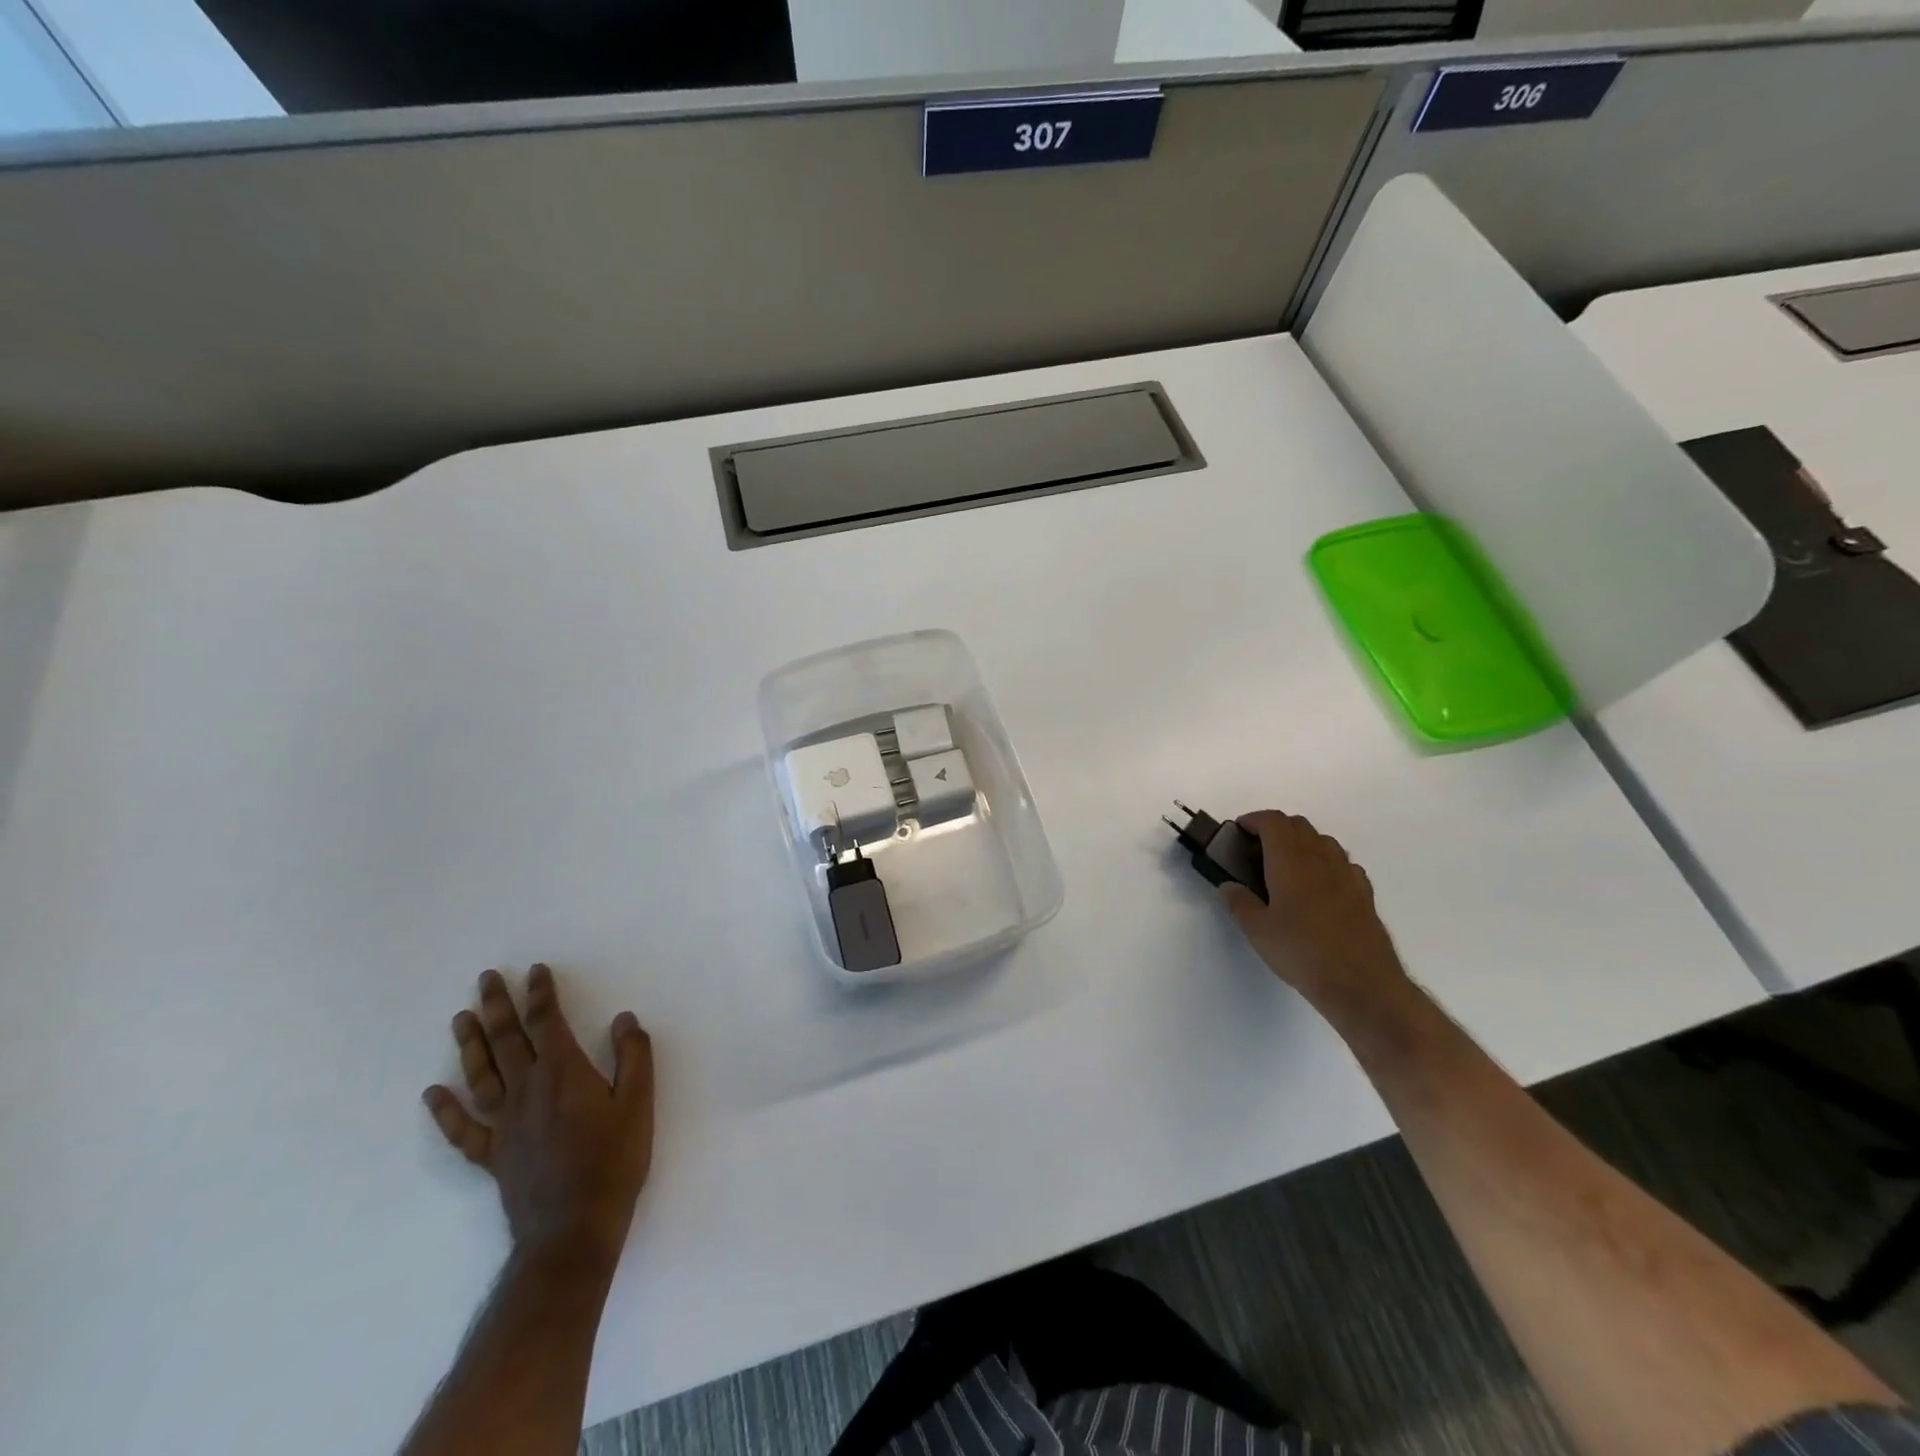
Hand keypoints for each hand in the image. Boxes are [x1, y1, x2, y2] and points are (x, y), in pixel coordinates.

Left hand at [424, 965, 653, 1263]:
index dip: (541, 994)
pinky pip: (463, 1129)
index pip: (547, 1021)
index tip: (536, 970)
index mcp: (563, 1072)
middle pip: (507, 1040)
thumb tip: (623, 1019)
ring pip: (480, 1074)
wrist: (573, 1229)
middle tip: (487, 978)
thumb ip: (633, 1056)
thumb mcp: (639, 1103)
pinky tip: (433, 1093)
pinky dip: (445, 1110)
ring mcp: (504, 1124)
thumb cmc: (613, 1161)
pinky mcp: (493, 1155)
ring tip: (461, 1017)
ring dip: (469, 1044)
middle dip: (497, 1006)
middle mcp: (527, 1090)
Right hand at [1220, 811, 1409, 1010]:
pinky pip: (1342, 863)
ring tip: (1286, 866)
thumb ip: (1239, 903)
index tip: (1239, 830)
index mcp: (1290, 861)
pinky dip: (1325, 863)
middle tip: (1257, 850)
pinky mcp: (1364, 893)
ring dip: (1302, 842)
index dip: (1254, 820)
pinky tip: (1318, 887)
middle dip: (1276, 828)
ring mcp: (1347, 874)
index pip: (1273, 821)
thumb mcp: (1258, 931)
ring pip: (1323, 841)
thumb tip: (1229, 886)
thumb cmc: (1301, 952)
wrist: (1361, 983)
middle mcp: (1321, 859)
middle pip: (1299, 825)